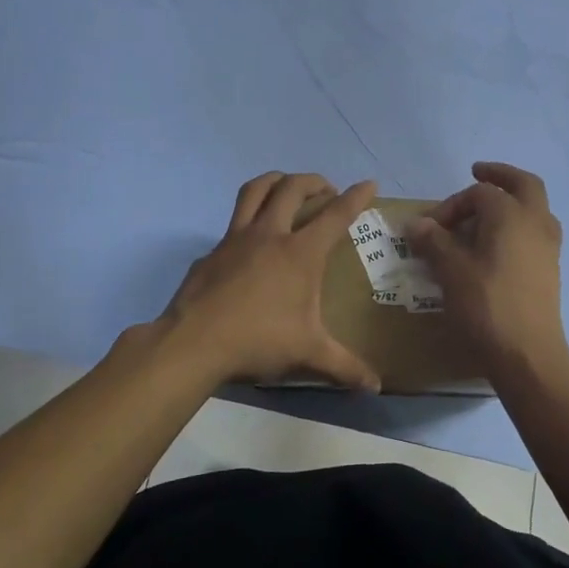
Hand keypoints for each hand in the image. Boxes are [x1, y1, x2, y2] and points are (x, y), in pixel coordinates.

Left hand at [156, 172, 381, 390]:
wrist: (194, 342)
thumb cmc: (259, 340)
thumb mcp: (308, 354)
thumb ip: (344, 367)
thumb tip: (374, 386)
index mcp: (300, 253)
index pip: (336, 215)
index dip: (356, 197)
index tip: (368, 184)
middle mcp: (269, 235)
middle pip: (292, 188)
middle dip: (314, 181)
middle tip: (326, 190)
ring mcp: (235, 239)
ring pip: (255, 190)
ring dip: (275, 181)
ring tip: (286, 188)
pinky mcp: (211, 252)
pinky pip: (232, 224)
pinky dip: (247, 221)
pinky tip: (249, 244)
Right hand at [408, 162, 568, 376]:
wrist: (527, 354)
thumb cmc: (486, 306)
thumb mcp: (450, 271)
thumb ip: (433, 242)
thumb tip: (415, 224)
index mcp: (512, 214)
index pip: (479, 193)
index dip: (451, 205)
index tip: (430, 228)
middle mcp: (536, 222)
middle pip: (523, 184)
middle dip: (499, 176)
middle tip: (477, 173)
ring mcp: (548, 247)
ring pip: (534, 209)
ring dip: (512, 202)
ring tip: (485, 214)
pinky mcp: (549, 270)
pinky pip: (535, 233)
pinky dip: (517, 227)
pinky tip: (497, 246)